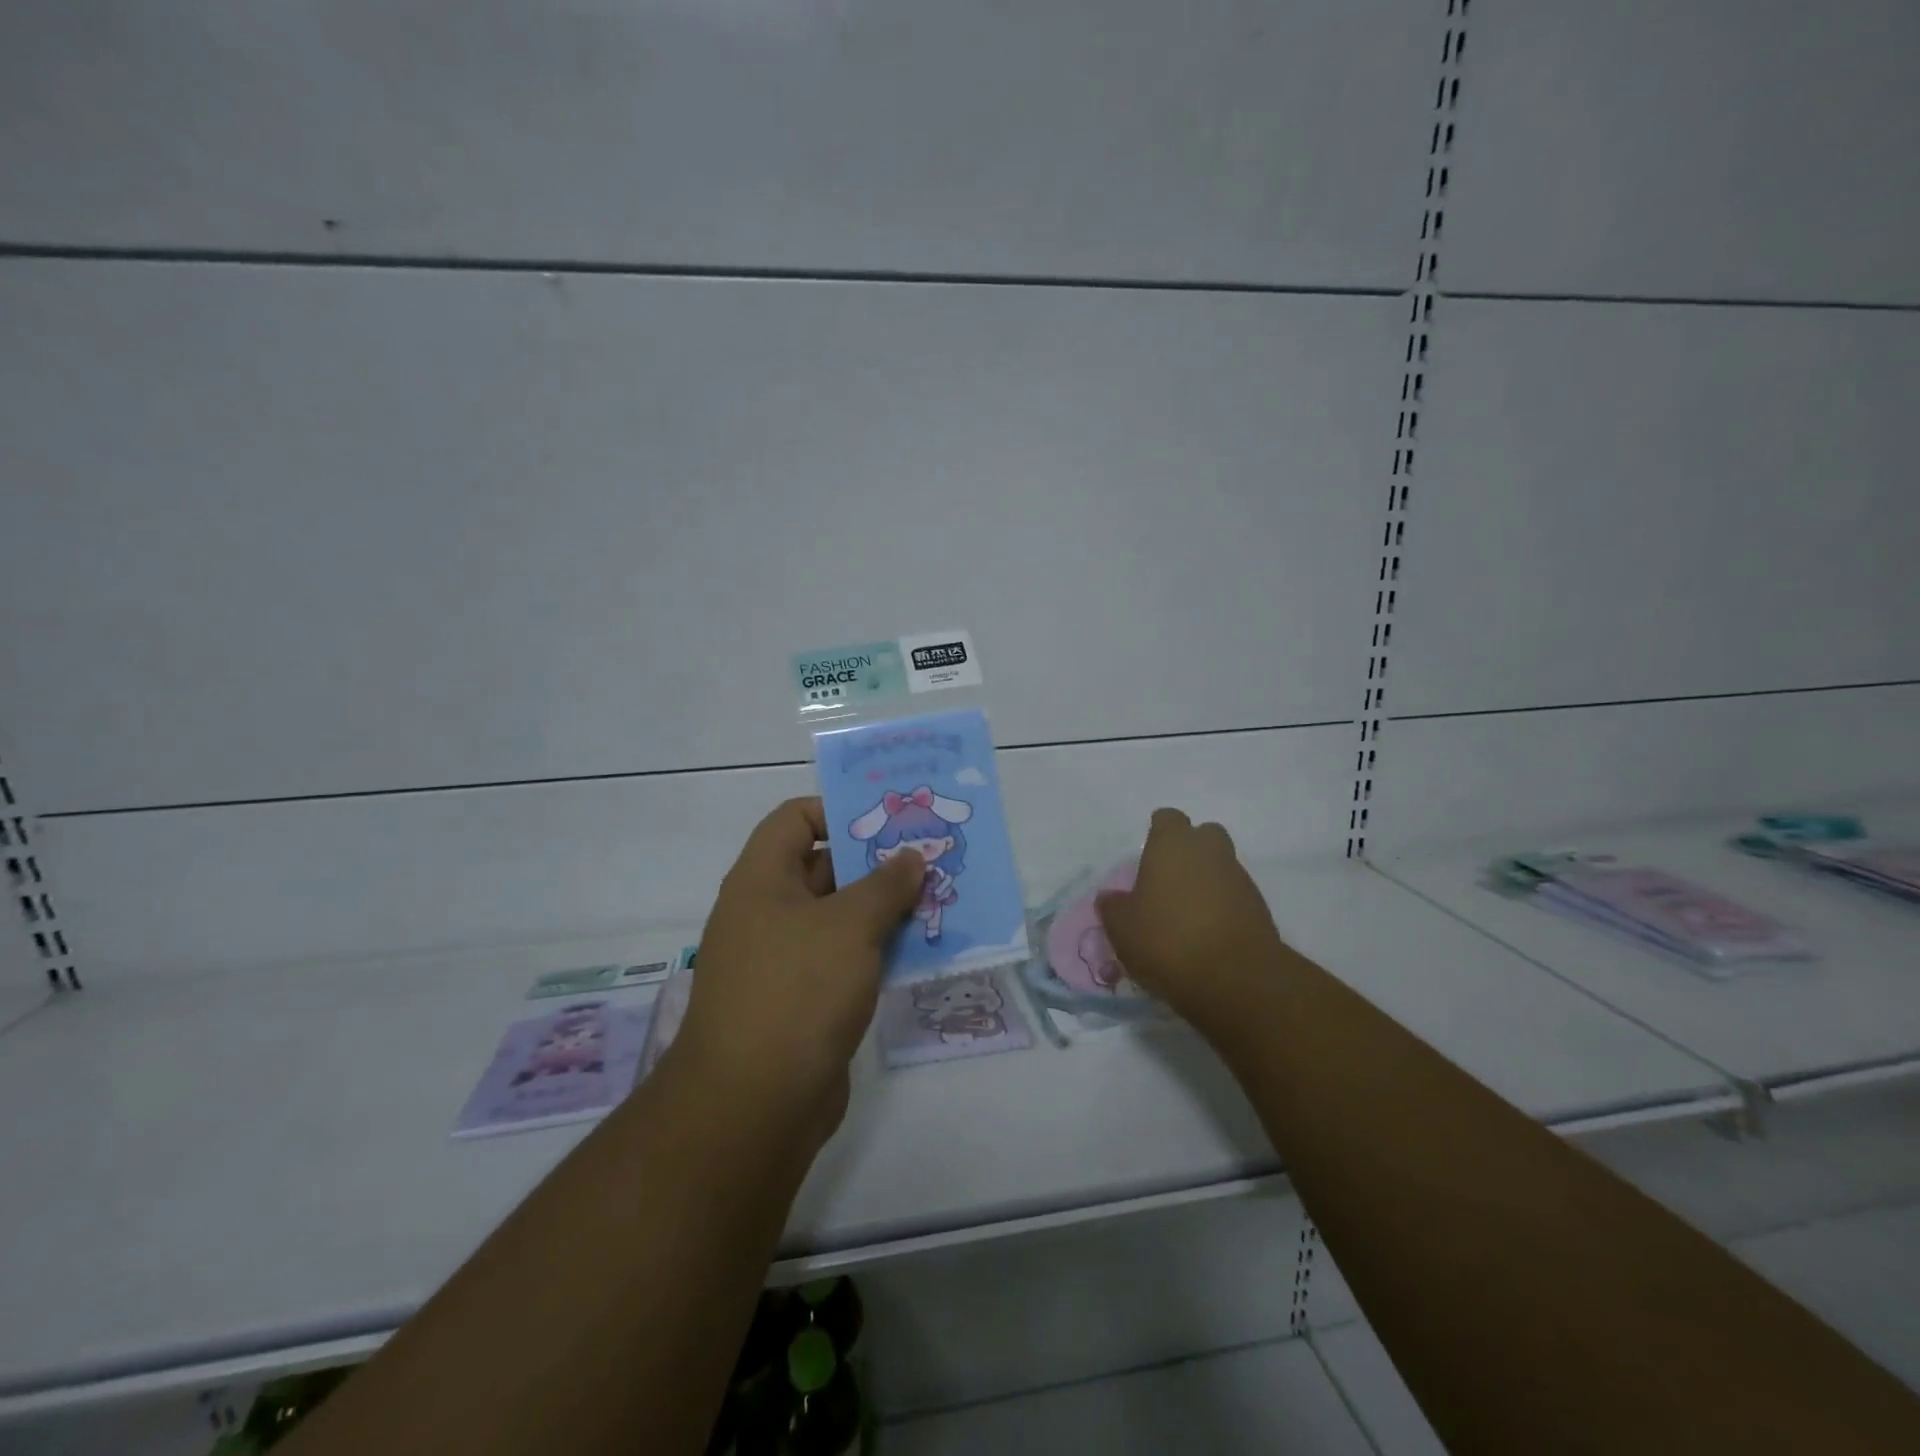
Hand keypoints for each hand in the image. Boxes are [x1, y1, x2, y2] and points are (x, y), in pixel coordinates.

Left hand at [670, 797, 923, 1146]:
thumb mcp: (849, 926)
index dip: (838, 809)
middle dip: (876, 861)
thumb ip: (885, 884)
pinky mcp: (803, 1000)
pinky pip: (844, 958)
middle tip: (930, 856)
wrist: (754, 1105)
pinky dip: (878, 949)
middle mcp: (768, 912)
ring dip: (884, 908)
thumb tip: (910, 857)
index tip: (889, 820)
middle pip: (824, 867)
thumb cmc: (798, 991)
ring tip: (938, 897)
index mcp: (762, 880)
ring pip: (840, 916)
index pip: (795, 818)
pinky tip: (921, 948)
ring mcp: (784, 959)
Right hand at [1096, 808, 1288, 1038]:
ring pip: (1220, 866)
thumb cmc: (1167, 940)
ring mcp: (1239, 878)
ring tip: (1185, 916)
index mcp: (1173, 844)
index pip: (1167, 819)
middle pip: (1202, 836)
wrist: (1236, 979)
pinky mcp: (1259, 908)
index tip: (1146, 856)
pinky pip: (1235, 896)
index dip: (1157, 833)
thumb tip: (1111, 898)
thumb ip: (1113, 907)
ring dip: (1206, 882)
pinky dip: (1222, 908)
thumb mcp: (1122, 927)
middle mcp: (1210, 851)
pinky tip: (1206, 935)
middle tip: (1168, 880)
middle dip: (1189, 851)